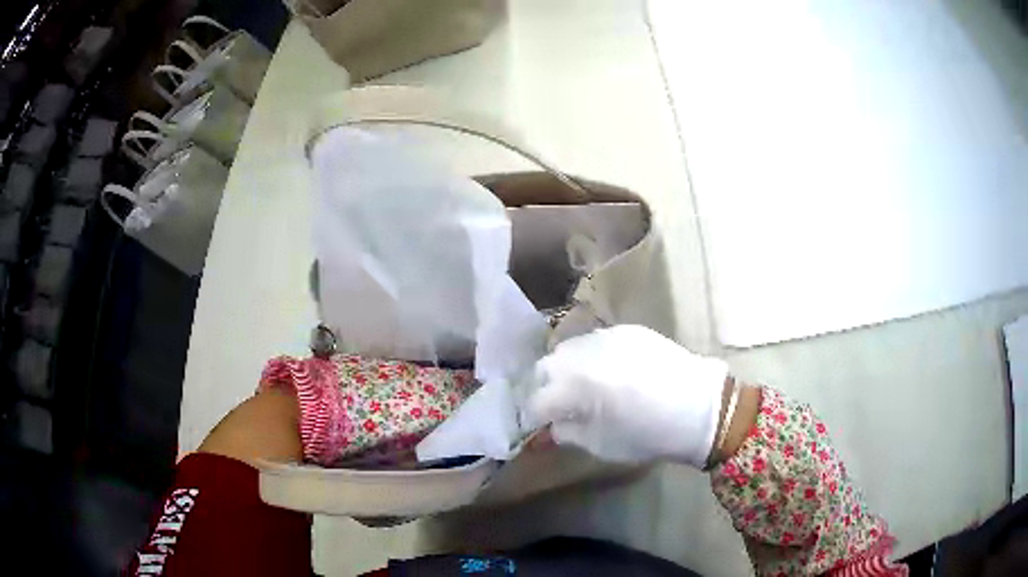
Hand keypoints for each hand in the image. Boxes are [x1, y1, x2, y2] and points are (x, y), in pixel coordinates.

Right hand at [525, 325, 728, 467]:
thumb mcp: (601, 445)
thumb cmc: (650, 434)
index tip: (541, 426)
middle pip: (545, 367)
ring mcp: (606, 337)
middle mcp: (584, 354)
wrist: (701, 408)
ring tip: (584, 387)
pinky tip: (609, 373)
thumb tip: (553, 425)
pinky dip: (591, 358)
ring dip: (567, 369)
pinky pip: (595, 341)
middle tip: (560, 405)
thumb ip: (567, 432)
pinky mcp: (626, 330)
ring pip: (568, 349)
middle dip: (546, 387)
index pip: (536, 400)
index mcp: (575, 387)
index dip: (535, 416)